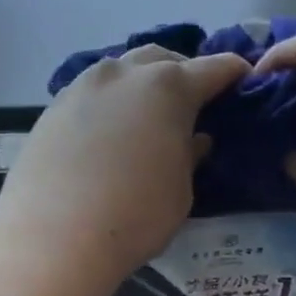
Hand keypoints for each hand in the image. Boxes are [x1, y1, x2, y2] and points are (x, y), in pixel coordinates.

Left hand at [0, 46, 249, 281]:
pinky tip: (106, 129)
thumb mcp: (180, 191)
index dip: (232, 74)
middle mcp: (124, 74)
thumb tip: (194, 139)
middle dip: (182, 72)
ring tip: (144, 113)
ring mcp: (82, 87)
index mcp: (168, 87)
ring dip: (139, 83)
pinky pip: (90, 93)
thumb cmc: (133, 217)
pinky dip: (107, 102)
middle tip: (191, 101)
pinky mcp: (52, 108)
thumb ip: (189, 156)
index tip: (243, 81)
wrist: (52, 237)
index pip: (213, 68)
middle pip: (162, 59)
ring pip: (120, 70)